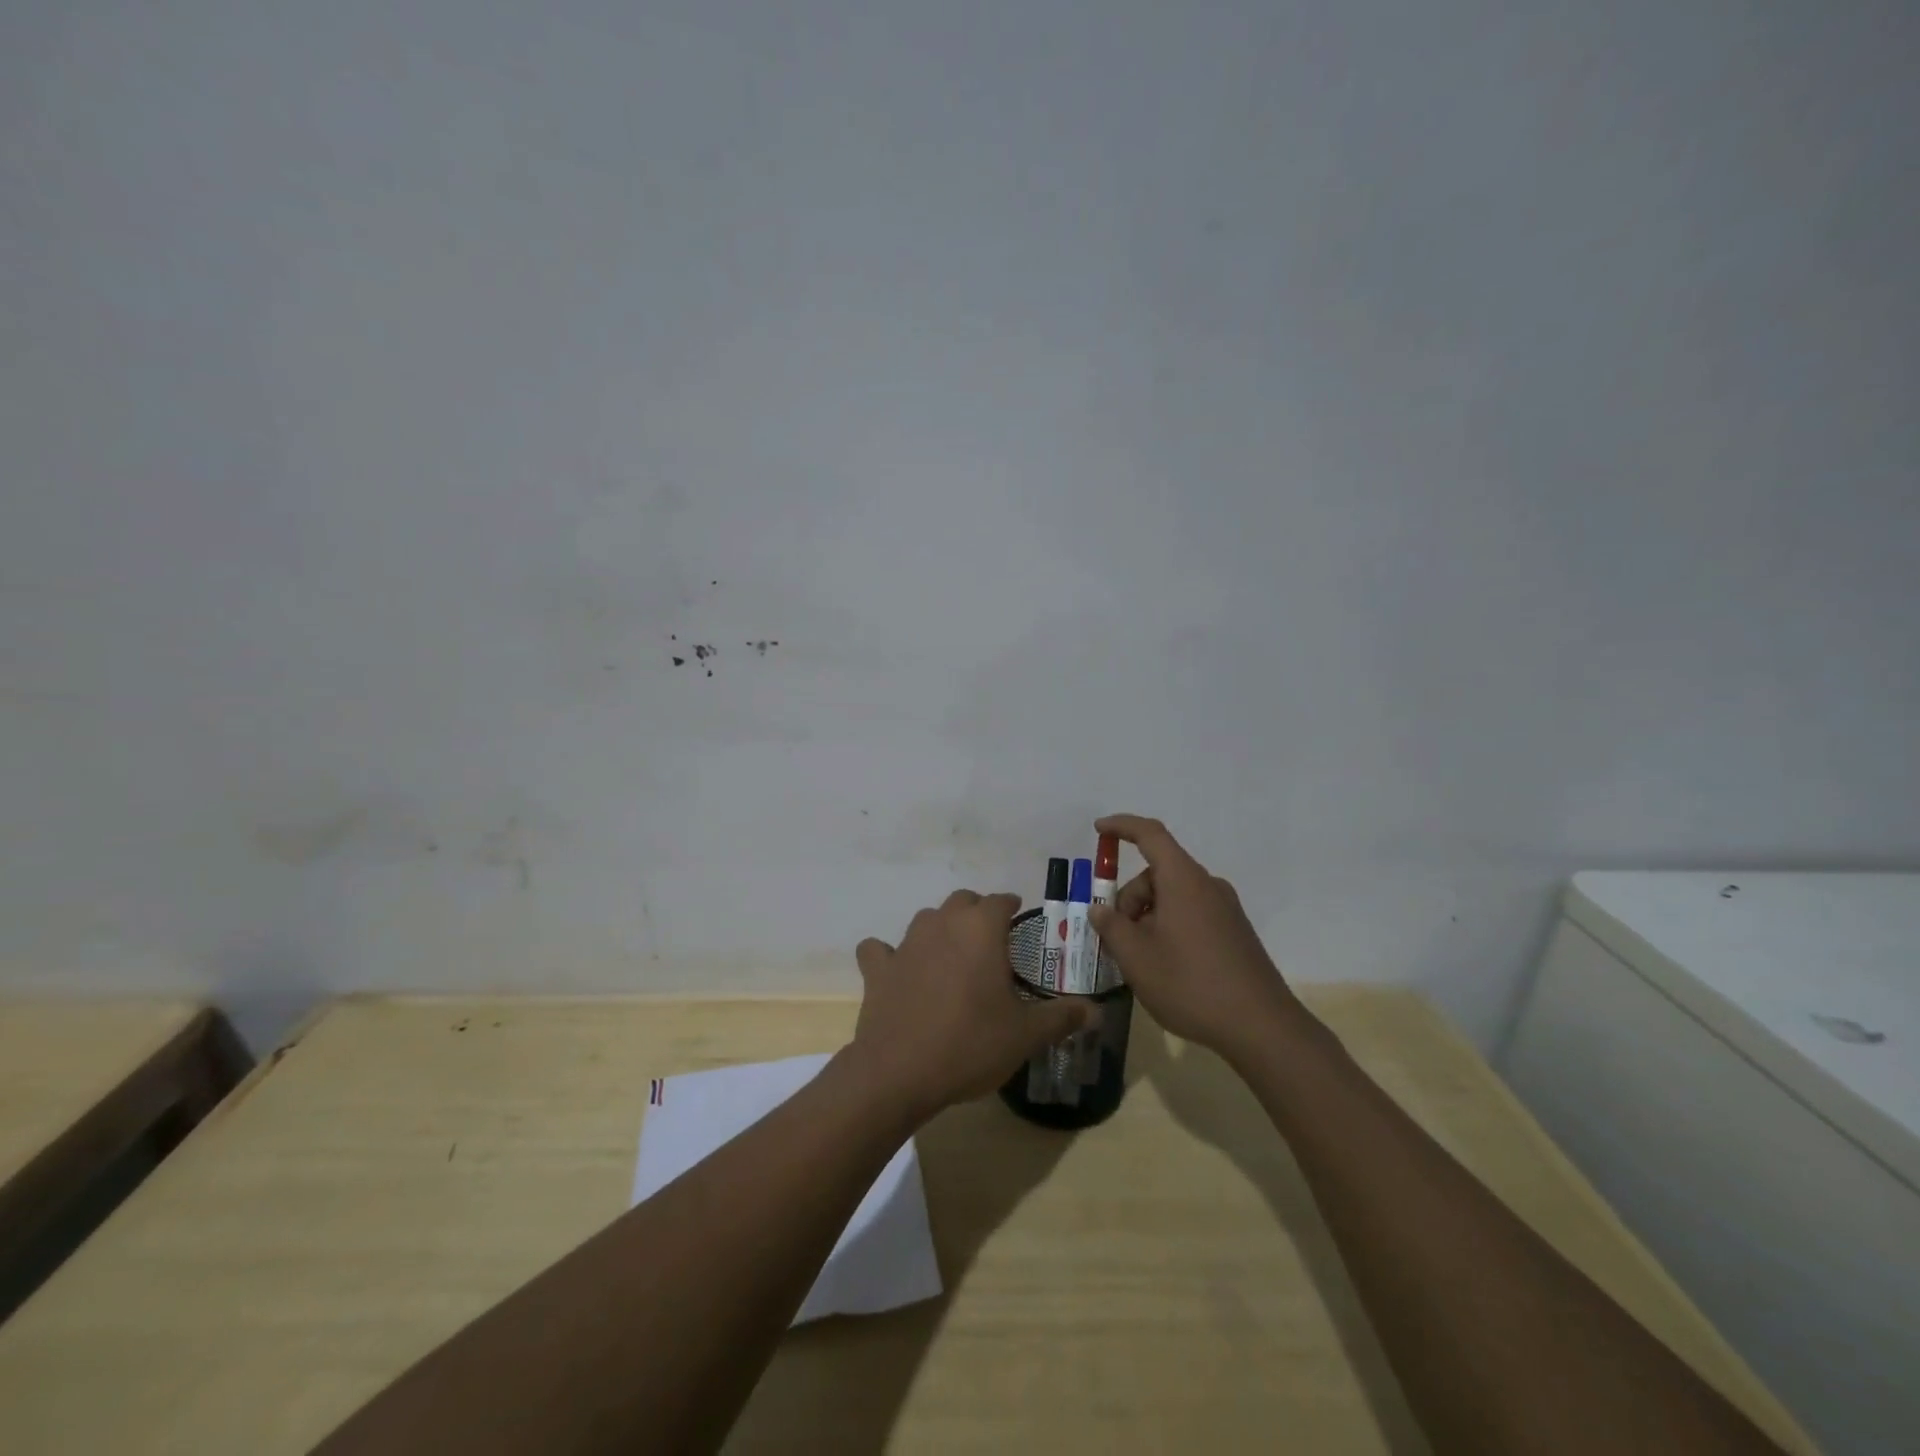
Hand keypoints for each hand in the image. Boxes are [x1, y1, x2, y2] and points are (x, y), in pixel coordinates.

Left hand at [848, 890, 1096, 1118]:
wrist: (899, 1072)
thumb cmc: (970, 1044)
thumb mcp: (1026, 1034)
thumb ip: (1062, 1016)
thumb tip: (1096, 1010)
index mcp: (980, 930)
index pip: (1000, 901)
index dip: (1012, 907)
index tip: (1020, 920)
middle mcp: (942, 924)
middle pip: (962, 902)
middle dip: (978, 913)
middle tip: (991, 942)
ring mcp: (905, 944)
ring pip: (926, 920)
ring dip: (941, 929)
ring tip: (953, 957)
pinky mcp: (878, 969)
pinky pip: (880, 950)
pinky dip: (888, 955)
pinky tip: (898, 971)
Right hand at [1087, 815, 1300, 1057]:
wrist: (1262, 1027)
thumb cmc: (1191, 984)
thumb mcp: (1137, 958)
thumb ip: (1112, 927)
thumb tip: (1100, 910)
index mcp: (1183, 880)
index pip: (1150, 835)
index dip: (1122, 826)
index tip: (1099, 830)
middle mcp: (1208, 886)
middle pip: (1158, 874)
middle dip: (1130, 898)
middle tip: (1117, 939)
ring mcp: (1226, 909)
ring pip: (1174, 897)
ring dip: (1148, 917)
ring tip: (1140, 960)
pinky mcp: (1235, 932)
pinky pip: (1192, 914)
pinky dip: (1170, 927)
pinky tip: (1166, 966)